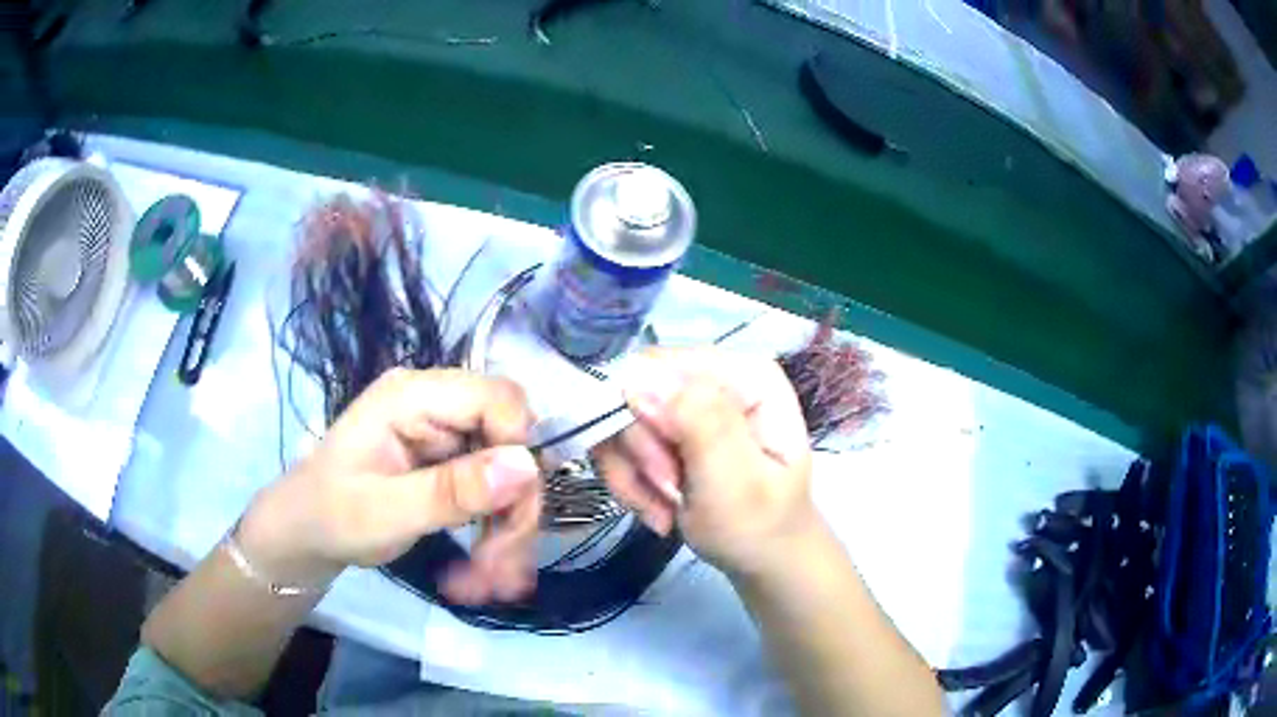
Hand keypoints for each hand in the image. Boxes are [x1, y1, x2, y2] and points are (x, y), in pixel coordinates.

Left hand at [239, 368, 541, 603]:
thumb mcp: (385, 512)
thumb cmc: (330, 516)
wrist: (306, 533)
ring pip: (509, 473)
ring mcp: (444, 434)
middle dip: (514, 509)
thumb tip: (527, 466)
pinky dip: (495, 533)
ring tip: (487, 582)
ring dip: (507, 530)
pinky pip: (494, 491)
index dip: (518, 449)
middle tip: (501, 573)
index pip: (497, 397)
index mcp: (411, 396)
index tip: (508, 511)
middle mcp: (435, 405)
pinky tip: (481, 571)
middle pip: (511, 440)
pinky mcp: (450, 462)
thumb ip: (451, 490)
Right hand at [592, 349, 817, 577]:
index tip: (664, 471)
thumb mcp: (737, 483)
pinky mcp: (670, 426)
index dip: (645, 416)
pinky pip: (620, 441)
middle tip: (669, 493)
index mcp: (747, 375)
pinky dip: (631, 481)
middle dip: (643, 454)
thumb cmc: (760, 527)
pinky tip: (658, 509)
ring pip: (621, 419)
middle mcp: (716, 377)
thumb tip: (641, 377)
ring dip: (634, 474)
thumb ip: (700, 425)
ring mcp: (690, 402)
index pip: (661, 364)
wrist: (762, 560)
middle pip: (636, 392)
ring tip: (665, 511)